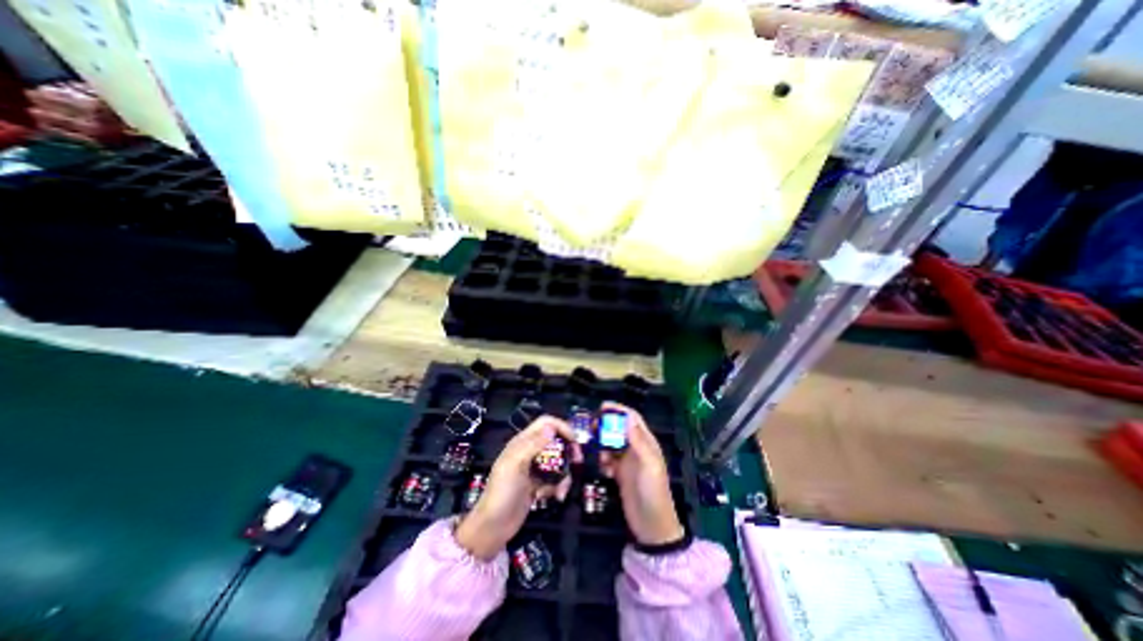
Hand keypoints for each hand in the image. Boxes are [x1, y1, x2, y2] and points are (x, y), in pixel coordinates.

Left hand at [456, 416, 579, 560]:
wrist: (493, 527)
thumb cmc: (502, 492)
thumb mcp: (516, 465)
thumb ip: (533, 444)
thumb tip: (551, 427)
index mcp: (523, 442)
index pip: (545, 423)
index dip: (561, 426)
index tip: (574, 440)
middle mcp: (530, 451)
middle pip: (555, 441)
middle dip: (568, 450)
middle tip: (577, 461)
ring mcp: (534, 469)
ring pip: (558, 462)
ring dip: (564, 474)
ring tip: (562, 490)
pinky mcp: (538, 484)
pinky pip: (555, 479)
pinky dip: (558, 487)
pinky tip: (554, 497)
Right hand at [600, 401, 676, 546]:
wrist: (652, 527)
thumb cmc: (654, 492)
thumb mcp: (649, 465)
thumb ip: (639, 441)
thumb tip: (628, 417)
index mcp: (647, 443)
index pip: (632, 419)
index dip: (619, 410)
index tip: (602, 406)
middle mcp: (636, 449)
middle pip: (619, 429)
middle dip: (606, 426)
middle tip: (592, 427)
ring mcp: (627, 462)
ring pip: (611, 444)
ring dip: (603, 446)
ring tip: (600, 456)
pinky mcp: (620, 474)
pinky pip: (608, 460)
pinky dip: (604, 461)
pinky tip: (605, 471)